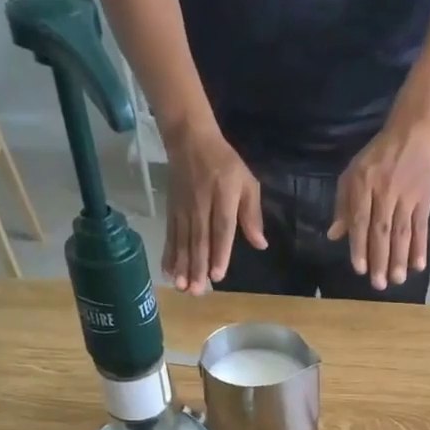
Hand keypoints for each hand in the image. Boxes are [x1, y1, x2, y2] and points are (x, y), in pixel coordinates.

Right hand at [163, 124, 264, 294]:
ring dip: (181, 266)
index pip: (221, 228)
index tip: (216, 275)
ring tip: (182, 287)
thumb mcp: (246, 182)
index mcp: (223, 197)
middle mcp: (201, 205)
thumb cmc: (224, 163)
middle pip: (199, 240)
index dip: (219, 252)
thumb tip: (261, 243)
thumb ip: (252, 214)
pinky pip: (170, 235)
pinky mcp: (171, 210)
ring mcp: (183, 209)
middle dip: (197, 267)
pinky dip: (168, 254)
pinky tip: (168, 272)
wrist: (189, 138)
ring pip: (182, 241)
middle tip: (196, 291)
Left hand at [327, 119, 429, 288]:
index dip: (360, 246)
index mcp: (363, 186)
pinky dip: (421, 247)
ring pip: (402, 232)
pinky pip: (421, 227)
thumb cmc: (378, 156)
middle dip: (380, 259)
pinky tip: (418, 265)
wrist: (414, 132)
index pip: (360, 221)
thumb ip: (343, 205)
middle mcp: (385, 192)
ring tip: (397, 280)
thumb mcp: (353, 173)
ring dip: (400, 258)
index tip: (359, 269)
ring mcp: (407, 197)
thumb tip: (334, 235)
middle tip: (379, 285)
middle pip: (382, 231)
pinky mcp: (425, 199)